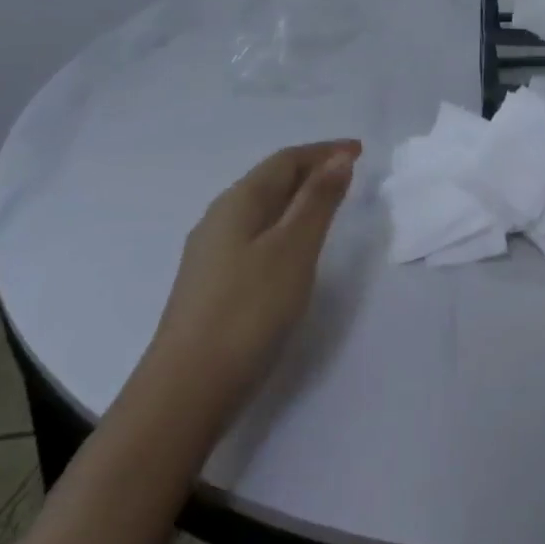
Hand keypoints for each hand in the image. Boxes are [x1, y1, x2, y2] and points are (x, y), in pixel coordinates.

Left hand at [150, 140, 358, 402]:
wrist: (184, 393)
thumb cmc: (248, 311)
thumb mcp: (294, 249)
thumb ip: (318, 201)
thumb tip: (338, 158)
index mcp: (238, 202)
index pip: (286, 160)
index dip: (324, 151)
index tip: (359, 150)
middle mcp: (220, 218)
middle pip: (271, 180)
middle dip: (311, 170)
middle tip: (349, 173)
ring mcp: (210, 254)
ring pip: (261, 209)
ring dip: (297, 198)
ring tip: (328, 205)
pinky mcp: (211, 285)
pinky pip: (254, 235)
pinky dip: (283, 226)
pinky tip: (292, 249)